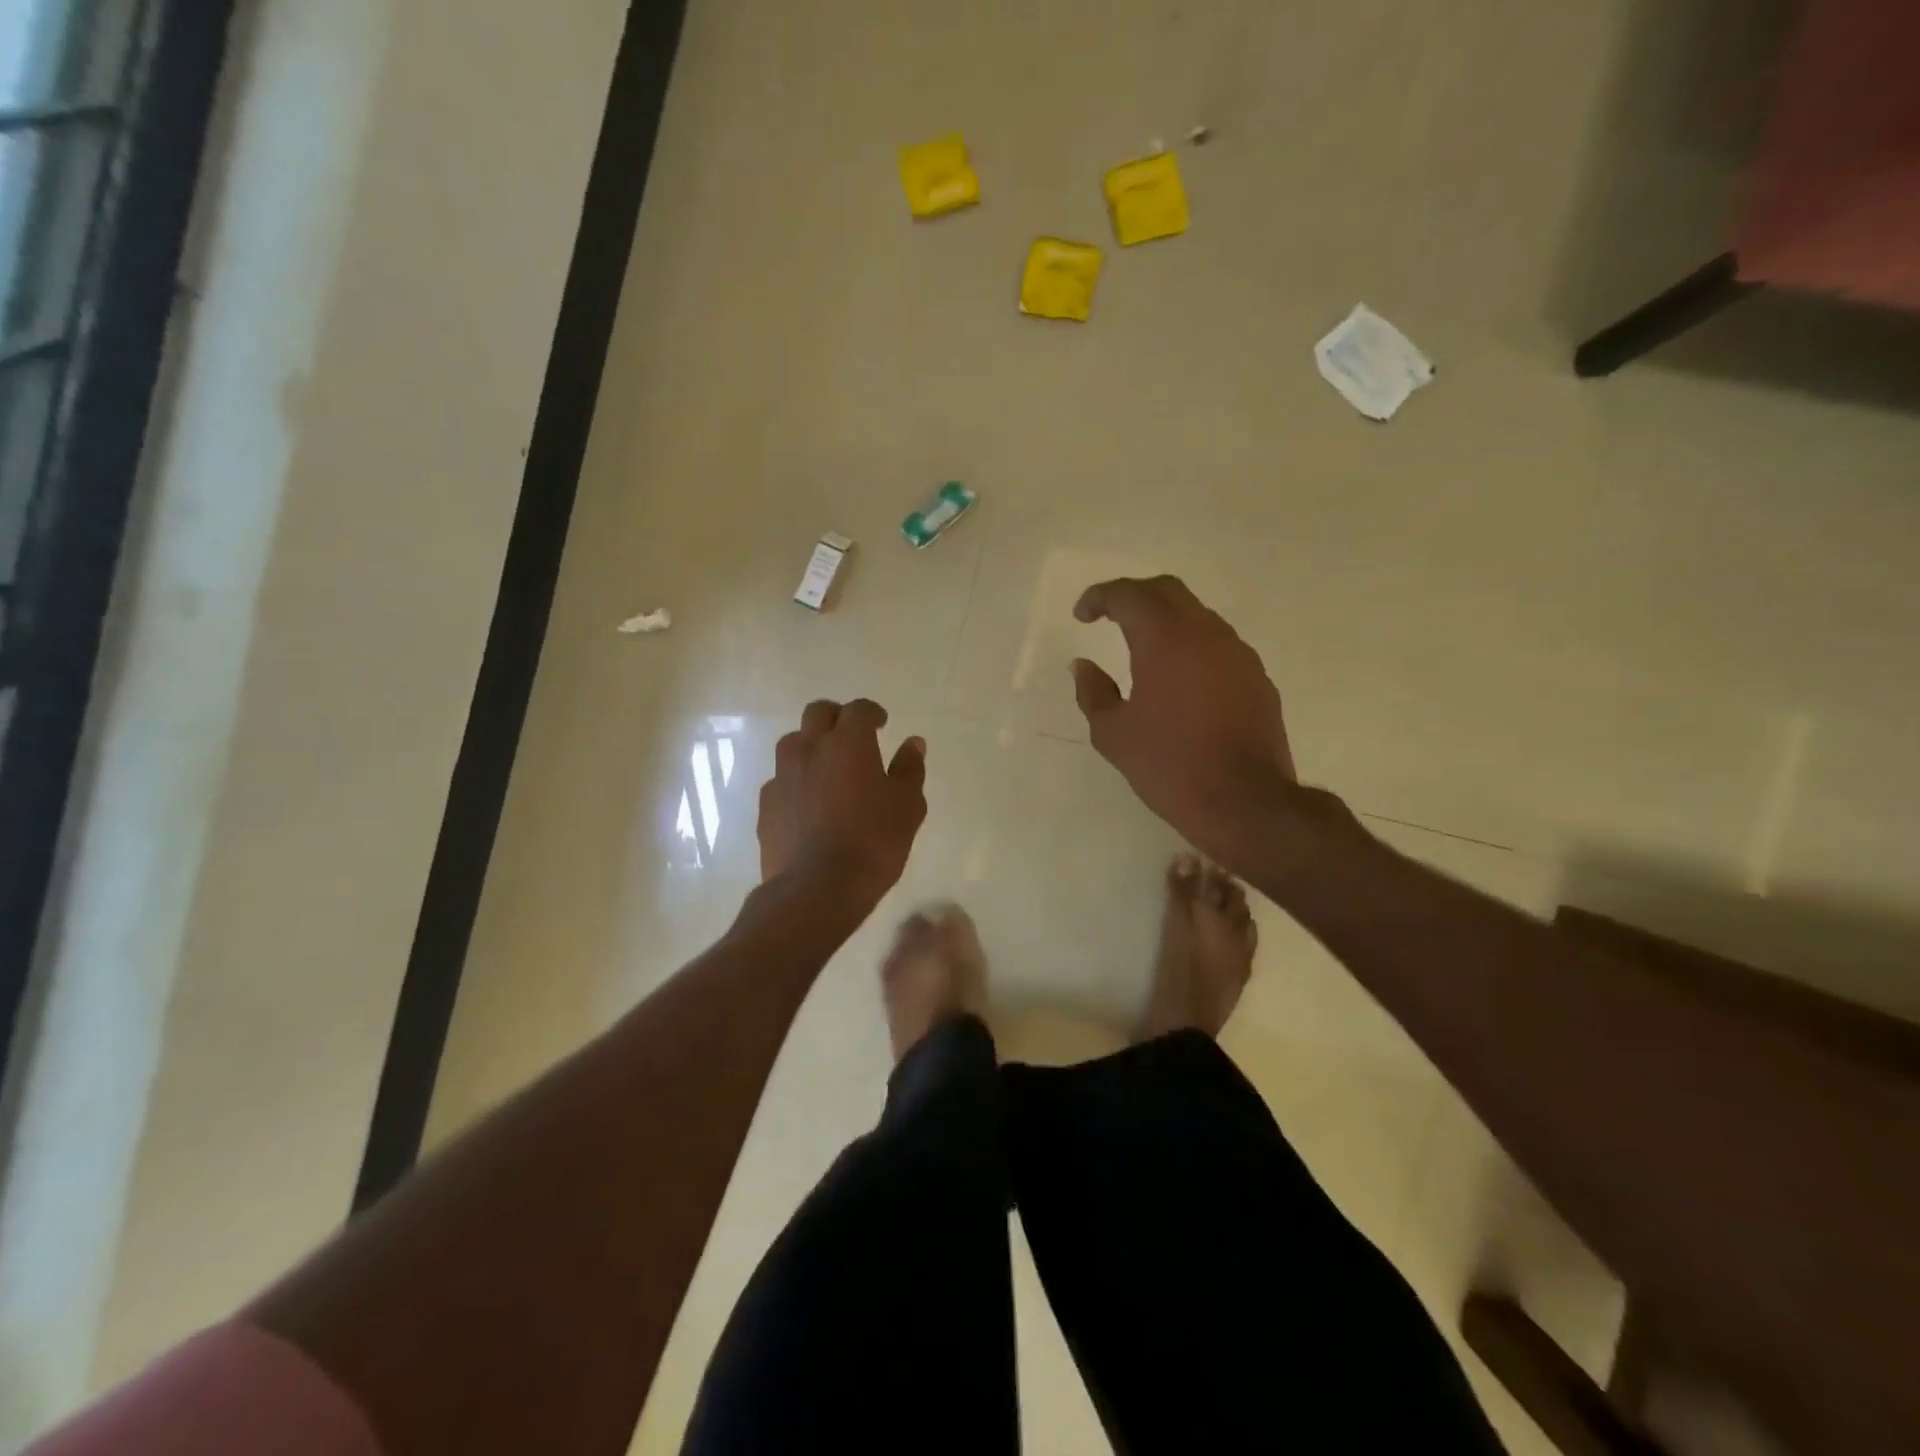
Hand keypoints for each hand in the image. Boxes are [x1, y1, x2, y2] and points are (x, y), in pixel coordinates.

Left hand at [759, 699, 927, 908]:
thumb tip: (913, 743)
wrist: (816, 888)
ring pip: (792, 743)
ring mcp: (782, 776)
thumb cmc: (873, 843)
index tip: (881, 724)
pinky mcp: (766, 805)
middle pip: (818, 713)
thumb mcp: (907, 806)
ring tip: (826, 768)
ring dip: (810, 746)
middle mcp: (810, 749)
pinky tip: (807, 804)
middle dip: (836, 717)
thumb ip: (909, 769)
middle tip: (851, 736)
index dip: (871, 713)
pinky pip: (780, 780)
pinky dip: (795, 781)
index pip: (858, 710)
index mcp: (848, 743)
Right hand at [1070, 576, 1297, 860]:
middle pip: (1168, 591)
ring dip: (1167, 621)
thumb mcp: (1113, 734)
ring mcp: (1239, 654)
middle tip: (1110, 617)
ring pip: (1198, 616)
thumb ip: (1093, 692)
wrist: (1244, 802)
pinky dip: (1192, 648)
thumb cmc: (1169, 765)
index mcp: (1165, 639)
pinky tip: (1180, 681)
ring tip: (1143, 650)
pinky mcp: (1258, 679)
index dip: (1101, 596)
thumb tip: (1083, 665)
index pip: (1129, 595)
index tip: (1082, 615)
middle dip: (1134, 596)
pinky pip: (1219, 646)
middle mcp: (1206, 633)